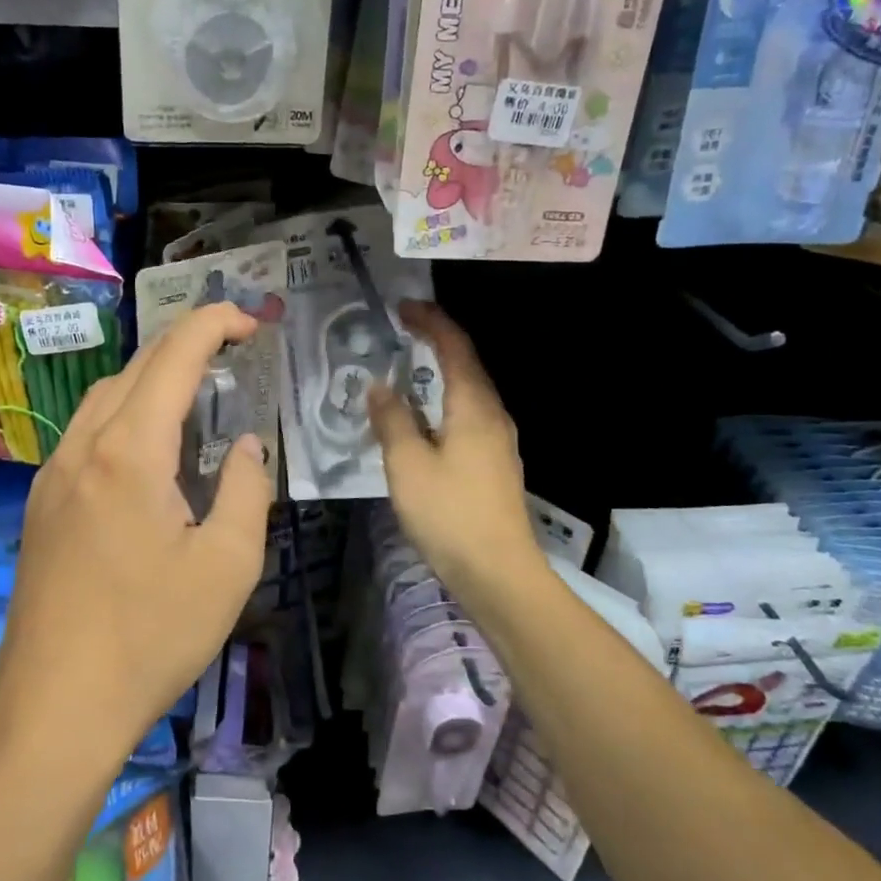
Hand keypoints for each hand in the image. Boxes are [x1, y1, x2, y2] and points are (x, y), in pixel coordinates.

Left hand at [0, 303, 273, 760]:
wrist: (54, 705)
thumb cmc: (151, 636)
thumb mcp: (227, 565)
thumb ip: (246, 487)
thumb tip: (244, 443)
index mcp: (130, 450)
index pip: (175, 356)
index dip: (214, 323)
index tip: (250, 321)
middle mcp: (85, 445)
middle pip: (138, 365)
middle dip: (188, 342)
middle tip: (235, 350)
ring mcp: (54, 471)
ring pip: (107, 393)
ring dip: (154, 375)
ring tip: (198, 390)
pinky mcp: (43, 500)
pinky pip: (88, 428)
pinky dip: (127, 409)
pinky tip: (150, 442)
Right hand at [368, 301, 543, 594]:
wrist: (499, 573)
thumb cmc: (450, 513)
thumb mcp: (408, 464)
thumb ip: (392, 419)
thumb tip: (380, 386)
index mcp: (474, 405)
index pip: (455, 346)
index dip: (430, 321)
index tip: (403, 307)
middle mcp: (492, 414)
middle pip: (466, 364)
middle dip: (436, 341)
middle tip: (402, 331)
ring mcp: (498, 440)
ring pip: (468, 391)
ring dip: (440, 371)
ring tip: (407, 368)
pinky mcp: (494, 463)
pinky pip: (467, 414)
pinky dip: (443, 400)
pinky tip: (423, 417)